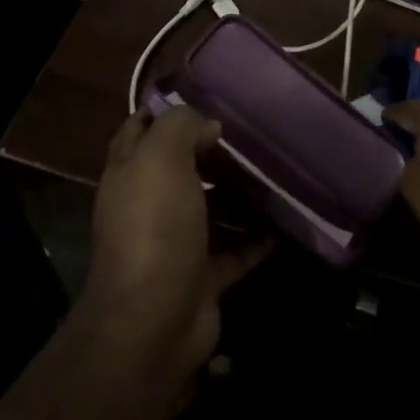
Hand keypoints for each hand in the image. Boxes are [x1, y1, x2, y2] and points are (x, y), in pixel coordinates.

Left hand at [82, 108, 270, 389]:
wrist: (154, 321)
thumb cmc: (154, 228)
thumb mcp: (160, 160)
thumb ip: (180, 128)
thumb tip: (207, 125)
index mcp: (130, 175)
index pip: (140, 130)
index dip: (166, 111)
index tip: (208, 98)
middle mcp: (149, 206)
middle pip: (182, 169)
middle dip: (214, 152)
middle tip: (255, 135)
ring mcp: (177, 243)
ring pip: (213, 208)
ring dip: (242, 194)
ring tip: (279, 172)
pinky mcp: (204, 275)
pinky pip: (238, 249)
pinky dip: (260, 237)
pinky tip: (289, 220)